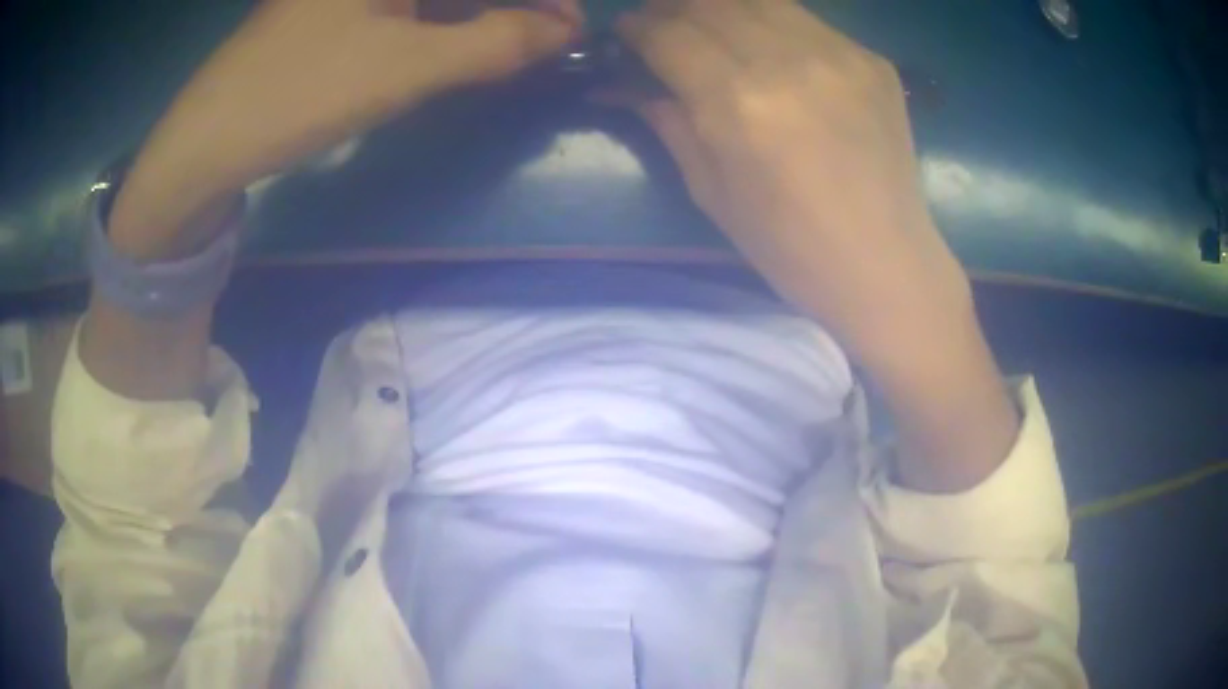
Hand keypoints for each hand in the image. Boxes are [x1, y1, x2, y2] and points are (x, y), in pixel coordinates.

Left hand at [110, 0, 580, 255]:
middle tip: (545, 41)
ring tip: (510, 46)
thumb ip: (495, 41)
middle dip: (510, 5)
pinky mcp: (335, 13)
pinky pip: (405, 9)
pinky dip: (440, 24)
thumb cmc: (297, 94)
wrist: (204, 146)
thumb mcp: (405, 67)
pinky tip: (455, 45)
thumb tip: (565, 31)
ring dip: (477, 15)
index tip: (571, 28)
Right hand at [616, 0, 969, 358]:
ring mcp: (838, 53)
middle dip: (672, 7)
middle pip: (710, 3)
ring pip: (760, 0)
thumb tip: (622, 84)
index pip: (669, 34)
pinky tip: (768, 46)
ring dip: (721, 6)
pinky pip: (806, 20)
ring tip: (708, 25)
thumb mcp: (711, 192)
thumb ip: (668, 122)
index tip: (625, 33)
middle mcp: (787, 60)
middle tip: (661, 24)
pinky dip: (772, 23)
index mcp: (738, 101)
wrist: (885, 263)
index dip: (637, 27)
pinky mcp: (871, 60)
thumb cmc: (790, 246)